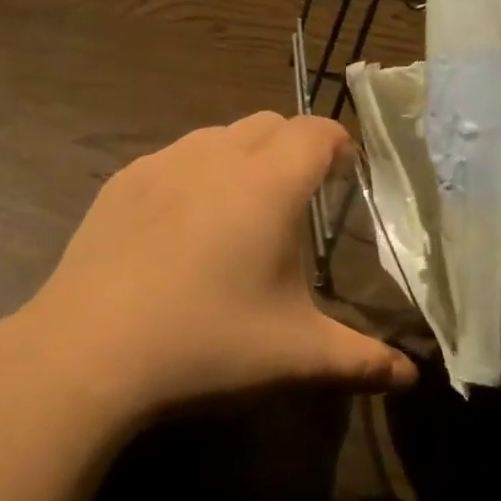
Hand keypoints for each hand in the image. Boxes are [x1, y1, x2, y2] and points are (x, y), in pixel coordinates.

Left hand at [2, 112, 416, 421]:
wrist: (88, 350)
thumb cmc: (206, 344)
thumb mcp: (295, 357)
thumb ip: (361, 360)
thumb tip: (412, 376)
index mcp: (267, 184)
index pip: (315, 132)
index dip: (337, 144)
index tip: (345, 172)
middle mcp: (214, 157)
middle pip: (267, 123)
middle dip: (292, 146)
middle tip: (298, 196)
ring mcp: (160, 165)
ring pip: (215, 136)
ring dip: (240, 156)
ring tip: (240, 209)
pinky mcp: (119, 184)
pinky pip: (171, 160)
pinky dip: (192, 175)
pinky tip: (180, 226)